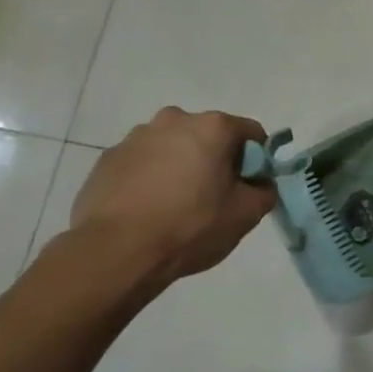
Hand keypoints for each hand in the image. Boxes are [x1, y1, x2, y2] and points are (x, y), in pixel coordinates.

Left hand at [69, 108, 276, 285]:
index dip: (258, 160)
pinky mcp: (108, 158)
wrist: (117, 250)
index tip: (250, 186)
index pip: (251, 133)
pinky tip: (149, 209)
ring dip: (181, 166)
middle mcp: (174, 120)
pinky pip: (142, 163)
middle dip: (216, 160)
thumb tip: (259, 184)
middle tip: (214, 197)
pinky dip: (151, 178)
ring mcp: (135, 137)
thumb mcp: (246, 214)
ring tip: (176, 205)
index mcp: (212, 127)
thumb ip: (264, 191)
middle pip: (209, 136)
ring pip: (173, 148)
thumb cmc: (191, 226)